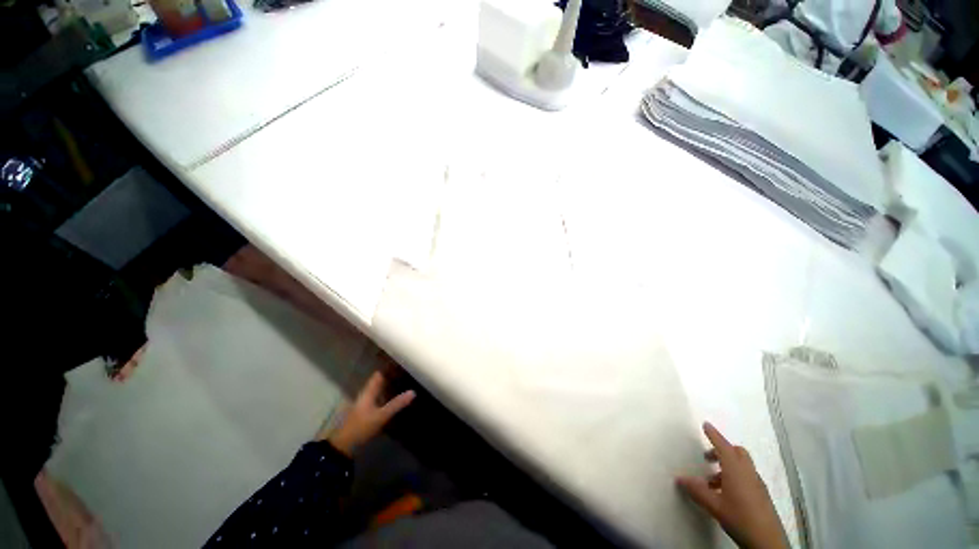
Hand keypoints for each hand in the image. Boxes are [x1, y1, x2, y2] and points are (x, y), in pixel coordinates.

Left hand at [319, 372, 415, 456]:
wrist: (344, 445)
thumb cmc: (361, 427)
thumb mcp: (381, 416)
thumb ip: (396, 404)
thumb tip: (413, 392)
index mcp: (368, 392)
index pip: (378, 375)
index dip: (388, 368)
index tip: (400, 363)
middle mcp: (365, 395)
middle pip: (378, 382)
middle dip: (389, 377)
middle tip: (404, 373)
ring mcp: (363, 404)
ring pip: (377, 391)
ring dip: (387, 387)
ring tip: (401, 384)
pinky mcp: (364, 413)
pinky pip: (377, 399)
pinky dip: (384, 396)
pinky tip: (391, 399)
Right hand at [676, 422, 787, 548]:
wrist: (767, 542)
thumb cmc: (740, 517)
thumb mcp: (714, 505)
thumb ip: (697, 490)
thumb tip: (680, 478)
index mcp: (736, 470)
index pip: (724, 446)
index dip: (714, 435)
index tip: (706, 425)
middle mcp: (748, 473)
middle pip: (737, 452)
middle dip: (722, 450)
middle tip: (707, 457)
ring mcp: (757, 484)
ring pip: (741, 465)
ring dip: (727, 466)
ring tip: (711, 481)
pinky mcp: (761, 495)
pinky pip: (746, 476)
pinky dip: (734, 477)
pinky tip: (725, 493)